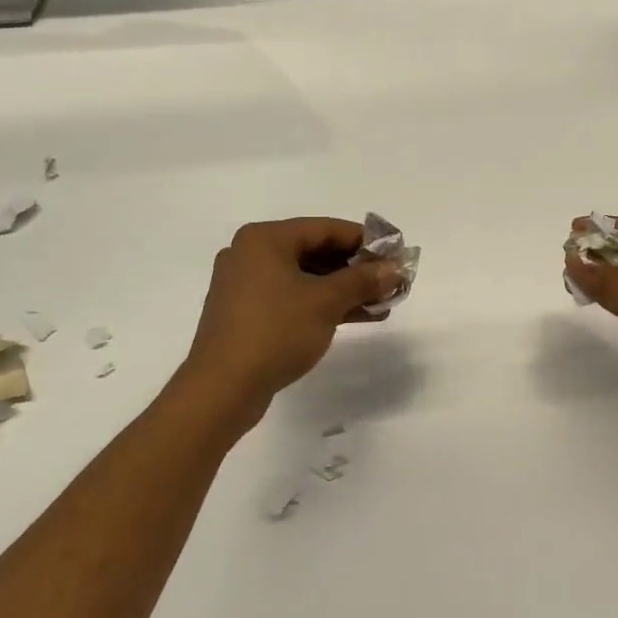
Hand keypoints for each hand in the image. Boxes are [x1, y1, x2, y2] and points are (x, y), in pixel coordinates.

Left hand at [176, 218, 403, 437]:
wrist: (222, 389)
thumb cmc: (275, 331)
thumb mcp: (327, 302)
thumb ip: (363, 280)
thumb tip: (395, 269)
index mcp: (265, 239)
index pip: (326, 228)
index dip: (365, 240)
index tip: (395, 252)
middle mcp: (251, 254)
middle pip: (315, 252)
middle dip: (356, 268)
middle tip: (390, 280)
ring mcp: (246, 286)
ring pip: (306, 278)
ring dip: (344, 289)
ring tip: (382, 302)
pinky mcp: (246, 314)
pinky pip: (292, 298)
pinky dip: (322, 304)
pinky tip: (356, 317)